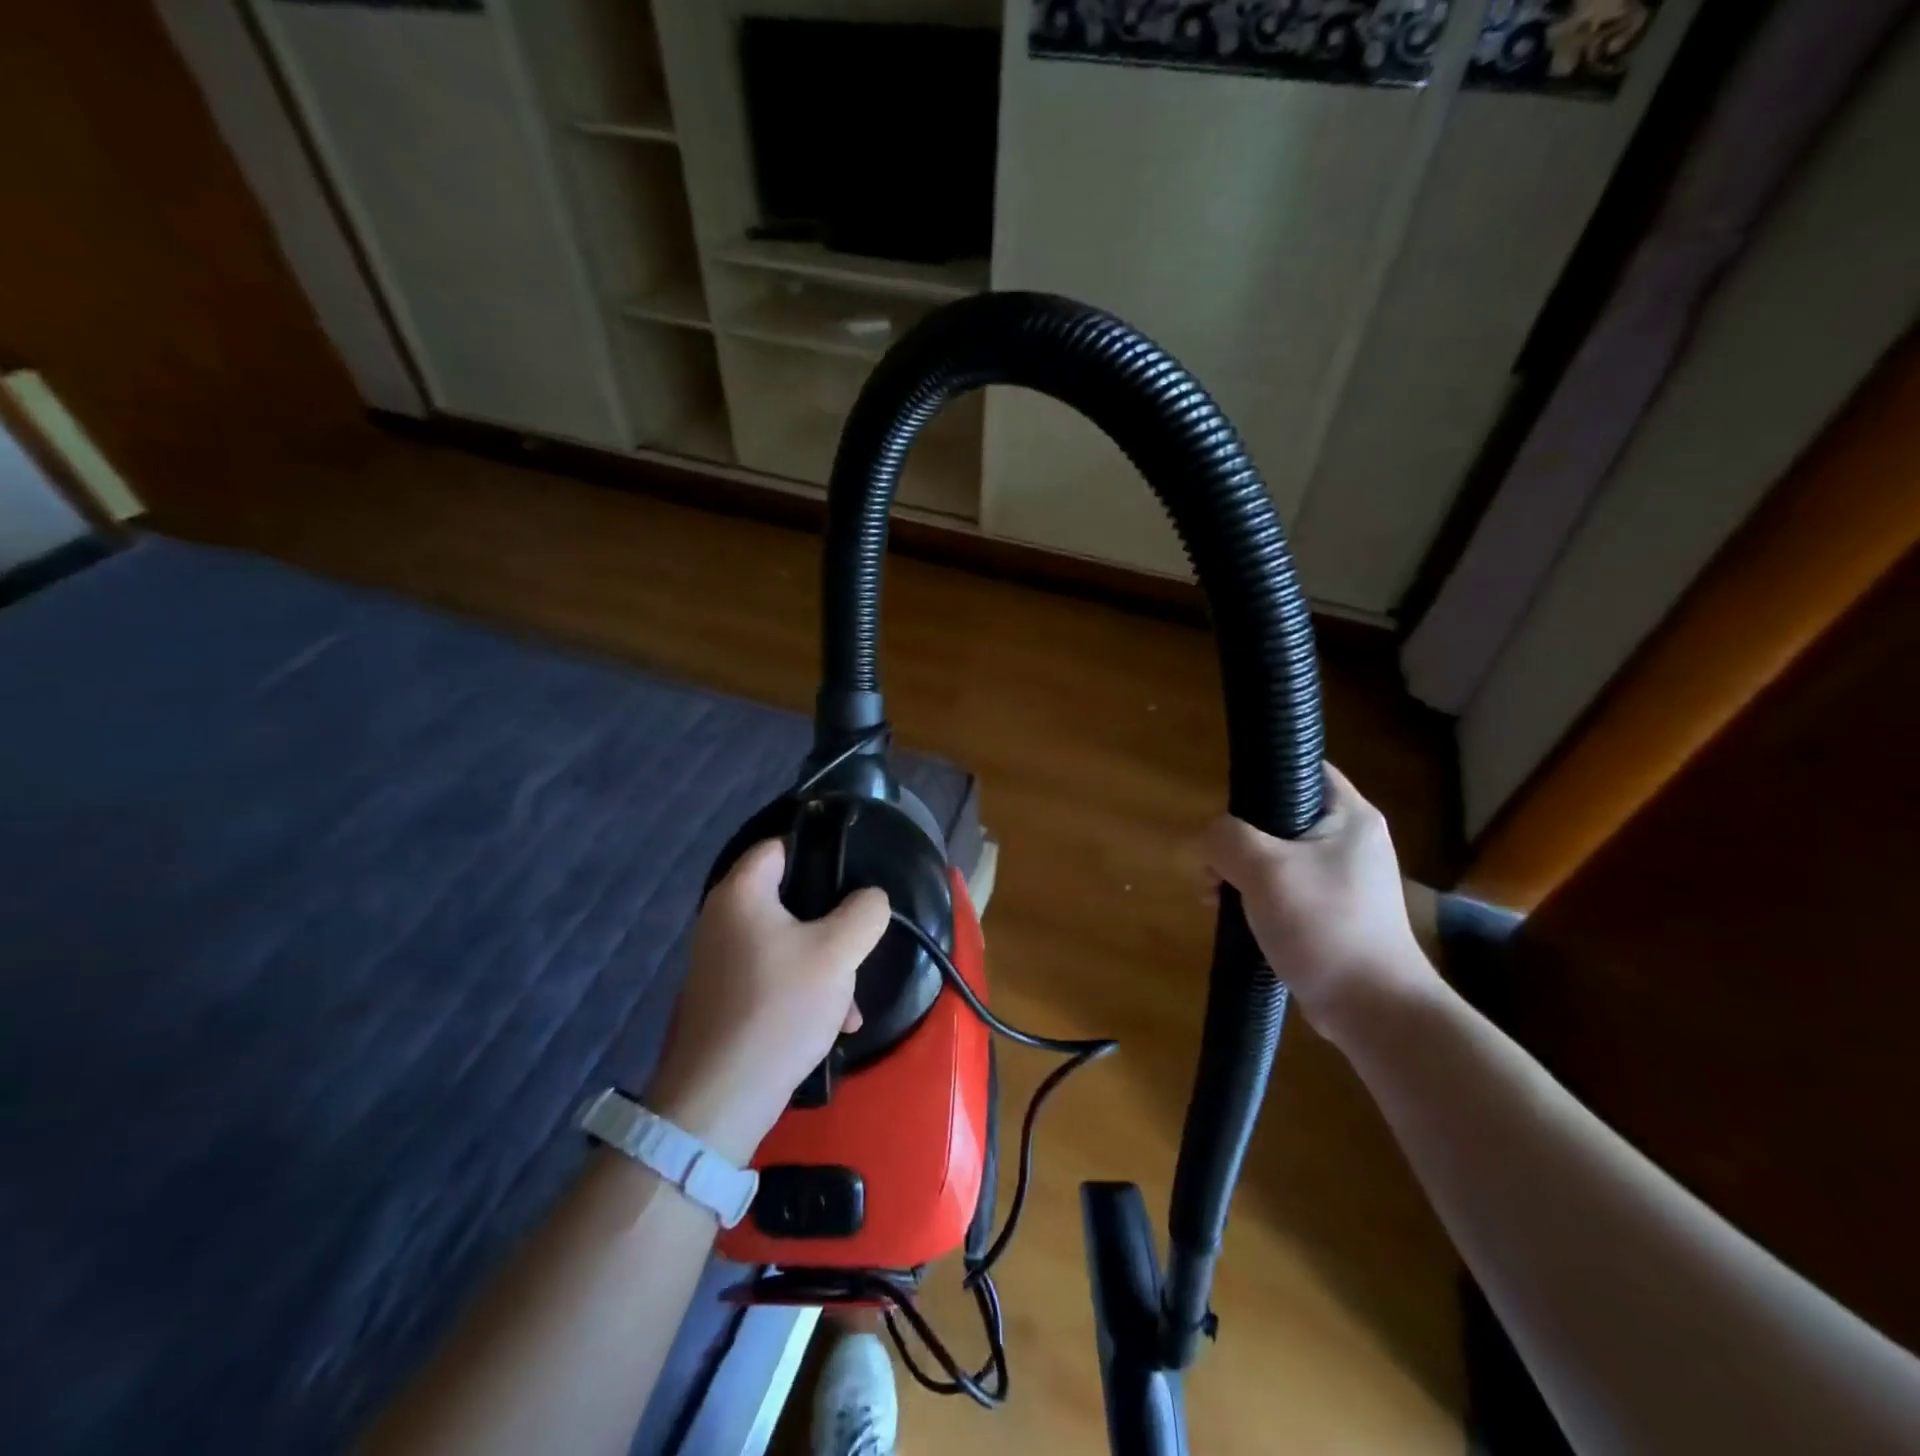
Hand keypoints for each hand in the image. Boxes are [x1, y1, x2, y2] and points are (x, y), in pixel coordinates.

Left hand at [646, 840, 889, 1163]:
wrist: (720, 1100)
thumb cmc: (779, 1008)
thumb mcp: (838, 953)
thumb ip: (865, 912)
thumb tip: (870, 898)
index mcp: (741, 894)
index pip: (780, 846)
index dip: (819, 851)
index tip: (855, 875)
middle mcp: (722, 920)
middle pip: (789, 899)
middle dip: (831, 923)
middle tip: (858, 942)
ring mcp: (720, 962)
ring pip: (788, 943)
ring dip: (824, 964)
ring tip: (851, 1001)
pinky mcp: (725, 999)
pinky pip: (774, 977)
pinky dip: (804, 990)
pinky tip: (833, 1023)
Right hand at [1200, 763, 1436, 1045]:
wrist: (1373, 1009)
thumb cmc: (1324, 925)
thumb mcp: (1264, 870)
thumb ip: (1225, 838)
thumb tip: (1207, 842)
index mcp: (1349, 816)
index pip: (1303, 769)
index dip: (1261, 776)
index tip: (1226, 806)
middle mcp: (1350, 841)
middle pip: (1278, 816)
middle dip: (1235, 838)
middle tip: (1210, 864)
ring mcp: (1343, 879)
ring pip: (1275, 855)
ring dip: (1238, 870)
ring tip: (1212, 895)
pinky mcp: (1332, 912)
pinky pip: (1283, 888)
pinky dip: (1254, 895)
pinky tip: (1230, 915)